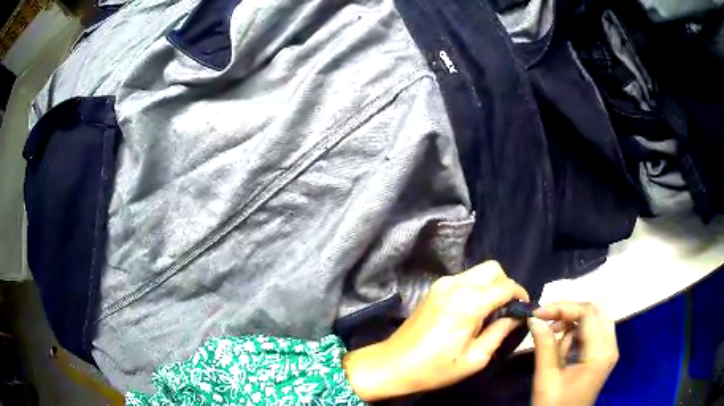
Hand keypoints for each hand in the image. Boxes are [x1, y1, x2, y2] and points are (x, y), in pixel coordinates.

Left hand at [344, 261, 528, 400]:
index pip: (506, 286)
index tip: (524, 309)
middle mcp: (456, 285)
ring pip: (478, 271)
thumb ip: (500, 332)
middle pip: (493, 269)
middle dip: (506, 284)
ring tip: (493, 311)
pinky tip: (475, 309)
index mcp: (468, 302)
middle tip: (508, 309)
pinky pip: (464, 279)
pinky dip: (477, 287)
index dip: (520, 295)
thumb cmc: (435, 368)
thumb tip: (517, 317)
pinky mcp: (434, 289)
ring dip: (492, 285)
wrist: (394, 365)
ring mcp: (442, 284)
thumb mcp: (475, 358)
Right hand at [529, 302, 618, 405]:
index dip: (564, 308)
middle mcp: (610, 346)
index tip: (540, 312)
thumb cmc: (554, 405)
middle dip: (569, 312)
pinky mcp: (602, 355)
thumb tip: (535, 319)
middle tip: (546, 320)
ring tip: (553, 339)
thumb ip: (544, 346)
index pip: (589, 314)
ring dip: (572, 323)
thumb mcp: (546, 378)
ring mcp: (608, 350)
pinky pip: (592, 331)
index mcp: (601, 353)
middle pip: (595, 312)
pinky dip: (576, 334)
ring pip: (594, 319)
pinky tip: (562, 349)